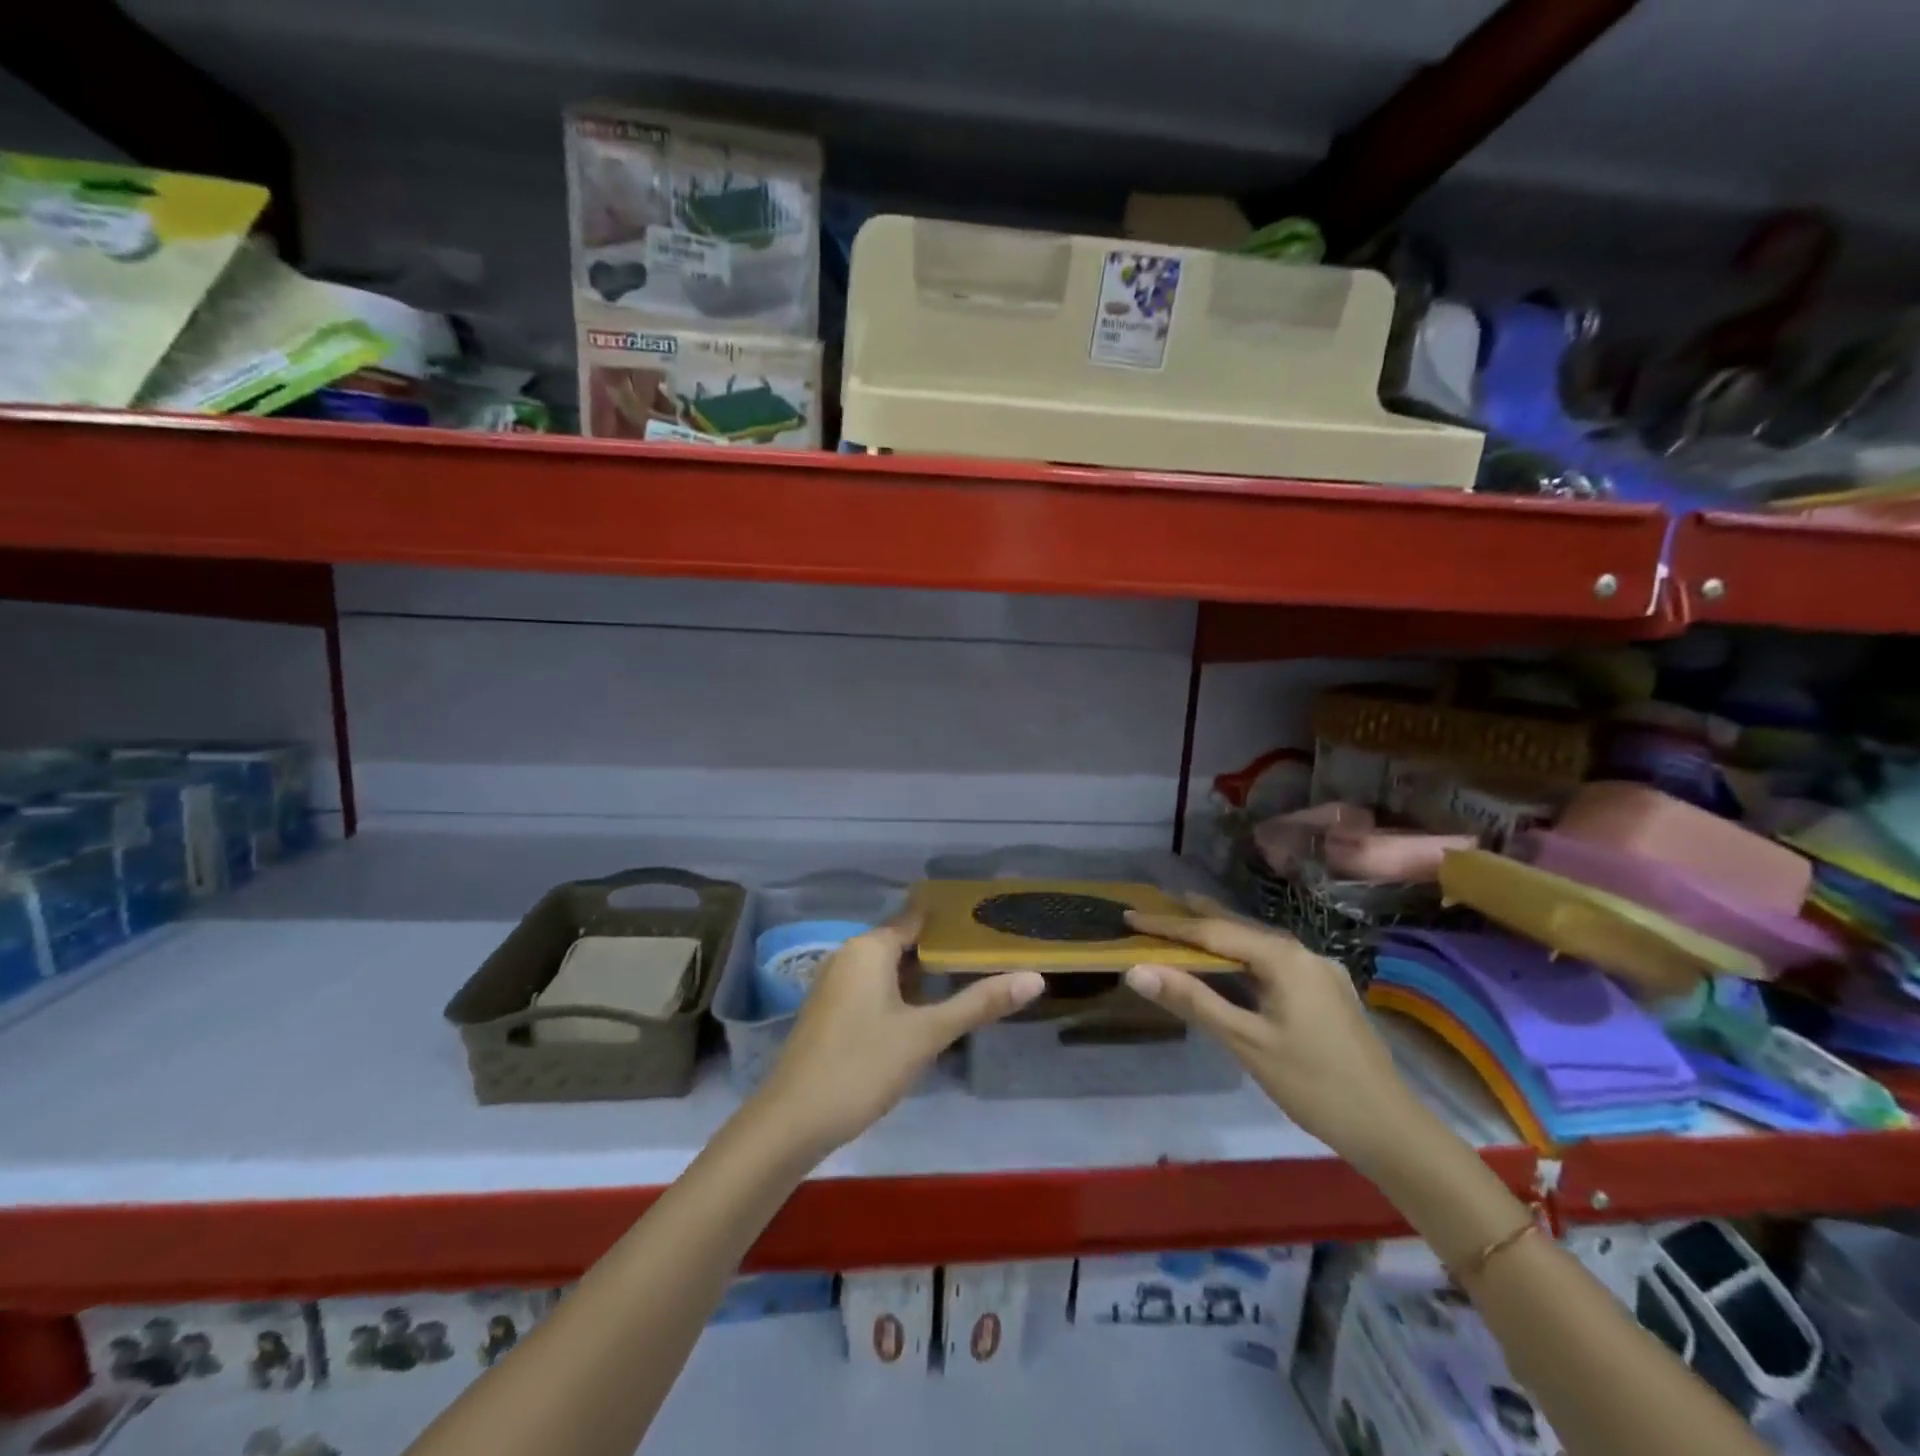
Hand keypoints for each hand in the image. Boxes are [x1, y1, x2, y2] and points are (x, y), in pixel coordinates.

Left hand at [747, 913, 1043, 1158]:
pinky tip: (925, 1013)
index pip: (918, 918)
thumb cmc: (862, 1066)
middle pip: (904, 941)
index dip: (954, 921)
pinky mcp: (830, 1010)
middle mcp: (849, 955)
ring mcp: (835, 983)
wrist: (792, 1121)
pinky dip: (901, 992)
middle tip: (990, 957)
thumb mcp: (927, 1035)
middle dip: (943, 950)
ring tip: (967, 982)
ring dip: (923, 975)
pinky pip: (873, 986)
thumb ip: (979, 1004)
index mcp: (869, 948)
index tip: (989, 924)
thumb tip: (1036, 979)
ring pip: (889, 968)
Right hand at [1123, 896, 1419, 1171]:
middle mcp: (1303, 952)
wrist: (1390, 1129)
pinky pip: (1273, 961)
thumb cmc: (1312, 1084)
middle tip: (1154, 905)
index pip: (1212, 931)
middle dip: (1194, 917)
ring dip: (1218, 935)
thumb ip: (1192, 1000)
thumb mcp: (1246, 1042)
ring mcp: (1319, 971)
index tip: (1130, 916)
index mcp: (1283, 958)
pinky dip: (1242, 956)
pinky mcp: (1327, 991)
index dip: (1167, 925)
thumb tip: (1136, 969)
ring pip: (1257, 944)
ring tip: (1184, 923)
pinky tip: (1232, 963)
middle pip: (1237, 927)